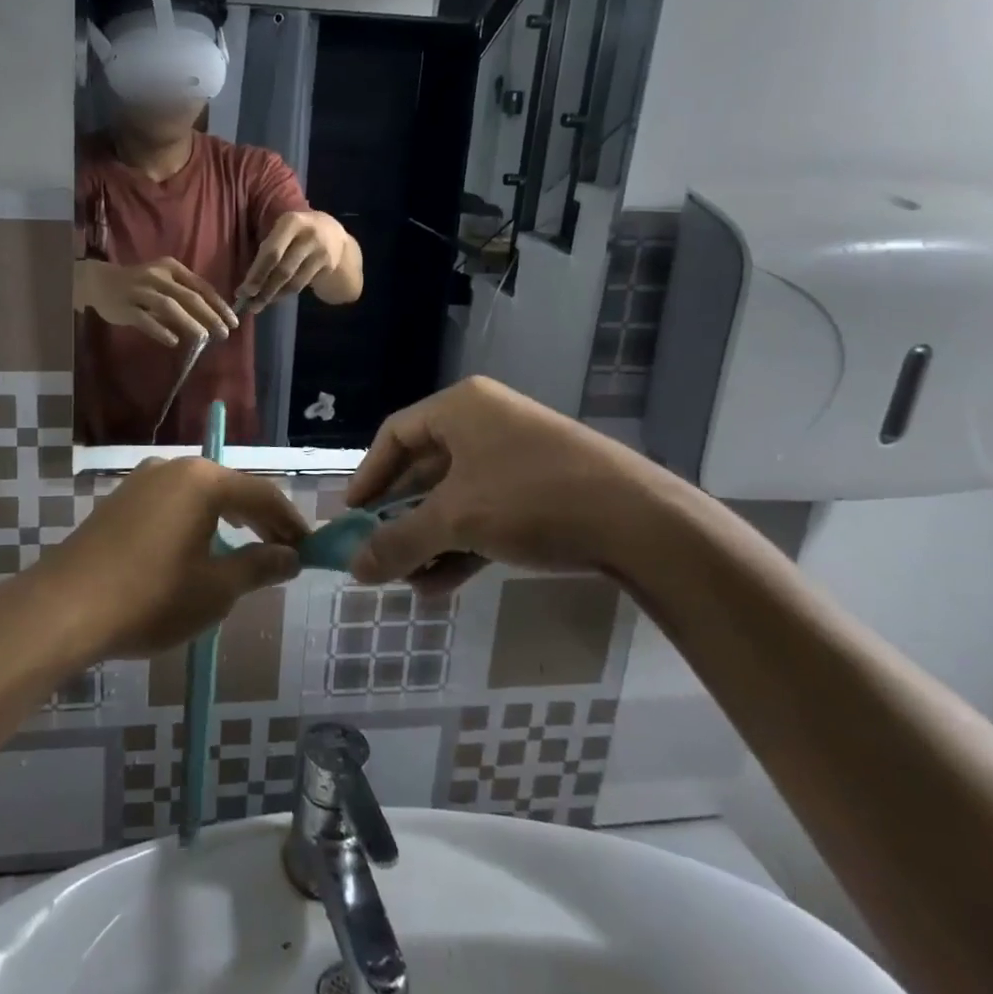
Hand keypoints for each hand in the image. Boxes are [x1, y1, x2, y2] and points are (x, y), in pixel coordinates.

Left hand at [33, 457, 307, 658]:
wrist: (65, 607)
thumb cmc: (151, 597)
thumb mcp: (216, 589)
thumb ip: (259, 567)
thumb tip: (291, 556)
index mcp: (204, 480)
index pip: (262, 495)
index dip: (290, 522)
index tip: (308, 549)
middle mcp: (174, 468)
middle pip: (231, 488)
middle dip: (260, 519)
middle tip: (283, 551)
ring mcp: (142, 480)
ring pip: (201, 493)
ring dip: (228, 518)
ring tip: (246, 547)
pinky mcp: (121, 499)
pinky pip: (173, 502)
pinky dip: (197, 520)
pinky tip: (198, 546)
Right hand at [76, 257, 236, 346]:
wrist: (99, 281)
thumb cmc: (138, 283)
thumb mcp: (163, 281)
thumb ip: (183, 295)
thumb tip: (211, 317)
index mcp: (171, 268)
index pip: (201, 286)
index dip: (219, 305)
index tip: (233, 321)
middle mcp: (157, 277)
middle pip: (189, 297)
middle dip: (210, 316)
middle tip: (224, 333)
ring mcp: (140, 291)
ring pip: (169, 306)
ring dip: (190, 322)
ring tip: (204, 338)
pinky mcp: (126, 307)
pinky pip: (145, 320)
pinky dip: (160, 330)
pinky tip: (174, 341)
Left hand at [239, 210, 349, 305]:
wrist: (334, 234)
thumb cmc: (297, 232)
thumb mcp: (283, 230)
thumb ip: (269, 248)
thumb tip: (247, 279)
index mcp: (291, 222)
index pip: (271, 252)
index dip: (257, 274)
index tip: (242, 291)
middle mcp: (309, 236)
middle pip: (282, 269)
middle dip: (263, 289)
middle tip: (248, 304)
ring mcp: (321, 253)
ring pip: (293, 282)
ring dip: (273, 296)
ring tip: (257, 305)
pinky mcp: (328, 267)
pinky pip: (301, 285)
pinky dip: (284, 294)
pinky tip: (274, 298)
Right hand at [343, 376, 672, 593]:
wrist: (641, 523)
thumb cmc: (532, 498)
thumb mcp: (457, 520)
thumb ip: (399, 542)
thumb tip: (353, 569)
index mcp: (461, 408)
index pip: (395, 434)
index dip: (368, 477)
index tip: (351, 518)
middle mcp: (485, 423)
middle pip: (423, 470)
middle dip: (399, 519)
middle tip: (377, 555)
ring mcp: (515, 458)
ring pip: (455, 498)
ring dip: (428, 540)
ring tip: (407, 582)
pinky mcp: (540, 491)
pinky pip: (485, 514)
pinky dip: (461, 546)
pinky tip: (440, 585)